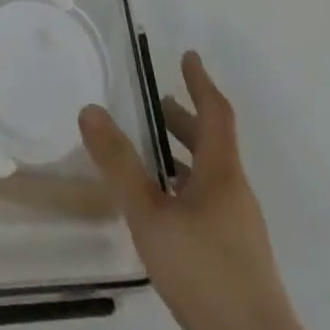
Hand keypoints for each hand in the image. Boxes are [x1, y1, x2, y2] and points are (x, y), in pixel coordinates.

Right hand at [80, 52, 306, 329]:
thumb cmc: (206, 273)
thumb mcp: (152, 216)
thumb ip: (120, 165)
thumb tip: (90, 108)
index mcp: (222, 173)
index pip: (215, 113)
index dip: (200, 82)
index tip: (188, 55)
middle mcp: (235, 193)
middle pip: (213, 144)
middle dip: (185, 120)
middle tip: (158, 103)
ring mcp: (239, 230)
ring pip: (210, 177)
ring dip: (184, 156)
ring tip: (152, 155)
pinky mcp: (236, 261)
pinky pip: (209, 205)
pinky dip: (186, 188)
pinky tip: (165, 212)